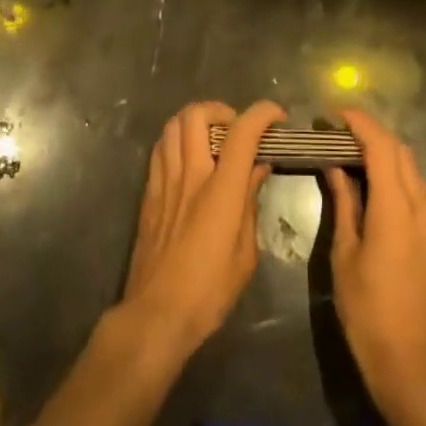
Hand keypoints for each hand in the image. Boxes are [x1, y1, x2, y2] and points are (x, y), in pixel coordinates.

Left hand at [122, 100, 285, 358]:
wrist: (156, 315)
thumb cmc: (209, 291)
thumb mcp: (245, 254)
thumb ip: (250, 202)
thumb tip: (258, 168)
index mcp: (220, 191)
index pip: (241, 133)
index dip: (261, 114)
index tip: (276, 116)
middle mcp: (190, 176)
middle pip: (197, 115)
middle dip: (221, 110)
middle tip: (236, 128)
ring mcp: (165, 181)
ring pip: (173, 124)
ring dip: (196, 121)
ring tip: (211, 139)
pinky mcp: (148, 193)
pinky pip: (160, 148)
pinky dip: (176, 140)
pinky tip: (188, 159)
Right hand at [325, 108, 425, 406]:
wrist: (411, 361)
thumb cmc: (367, 310)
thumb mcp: (345, 255)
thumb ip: (345, 204)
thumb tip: (336, 167)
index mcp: (395, 209)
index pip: (381, 147)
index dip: (360, 124)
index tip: (336, 114)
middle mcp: (422, 206)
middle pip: (400, 152)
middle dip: (372, 134)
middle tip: (341, 135)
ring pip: (413, 169)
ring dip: (387, 155)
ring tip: (357, 159)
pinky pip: (422, 191)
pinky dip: (401, 177)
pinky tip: (381, 190)